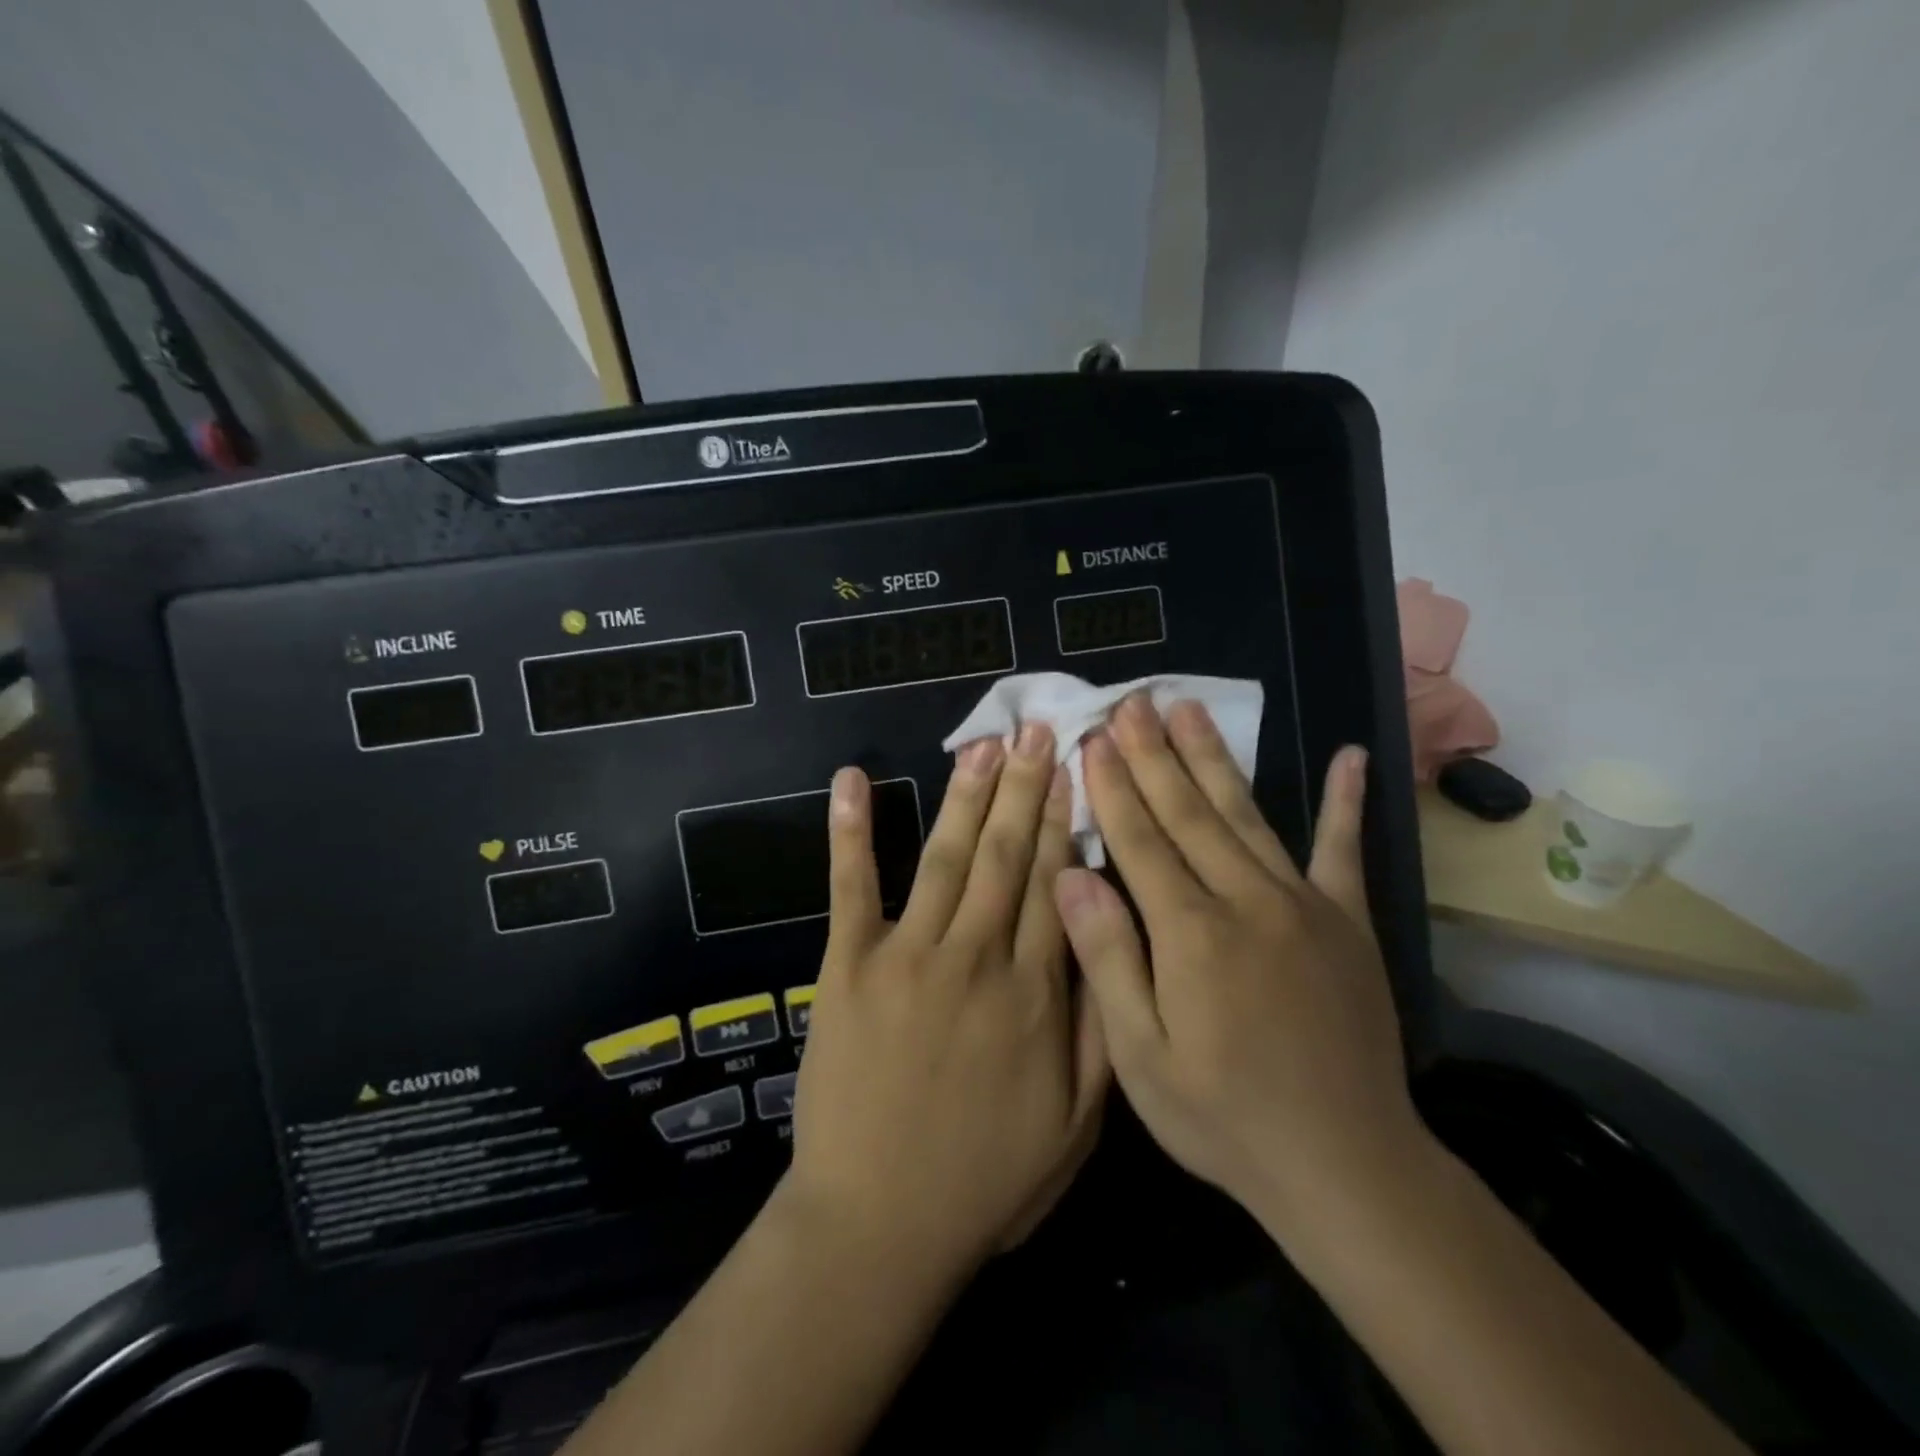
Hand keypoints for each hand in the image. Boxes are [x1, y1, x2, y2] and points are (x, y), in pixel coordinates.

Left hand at [784, 726, 1108, 1276]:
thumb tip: (1107, 940)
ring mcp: (908, 955)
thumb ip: (1098, 1027)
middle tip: (1036, 730)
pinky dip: (850, 830)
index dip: (1065, 821)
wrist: (878, 1224)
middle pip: (1007, 855)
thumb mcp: (1077, 1125)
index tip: (1074, 769)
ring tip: (984, 745)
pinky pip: (850, 886)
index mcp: (1035, 993)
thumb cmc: (985, 1180)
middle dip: (1024, 787)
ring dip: (965, 794)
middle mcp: (976, 957)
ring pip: (947, 856)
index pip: (1056, 883)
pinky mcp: (849, 965)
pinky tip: (850, 780)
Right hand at [1054, 695, 1426, 1241]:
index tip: (1094, 737)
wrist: (1345, 1166)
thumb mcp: (1140, 1057)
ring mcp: (1304, 905)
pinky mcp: (1347, 922)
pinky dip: (1346, 802)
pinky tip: (1351, 755)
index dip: (1113, 786)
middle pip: (1189, 812)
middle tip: (1134, 701)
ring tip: (1189, 709)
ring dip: (1213, 758)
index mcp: (1190, 934)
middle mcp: (1246, 902)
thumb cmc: (1224, 1118)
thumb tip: (1070, 875)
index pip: (1140, 840)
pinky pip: (1344, 851)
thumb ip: (1107, 958)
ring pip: (1247, 815)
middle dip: (1154, 754)